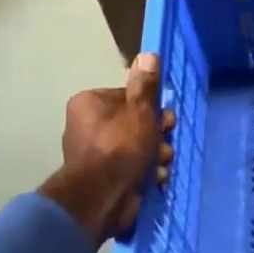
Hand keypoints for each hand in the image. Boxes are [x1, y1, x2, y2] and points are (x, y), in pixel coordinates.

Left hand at [38, 53, 175, 246]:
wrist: (102, 198)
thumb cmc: (121, 146)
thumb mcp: (140, 110)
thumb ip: (146, 85)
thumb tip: (148, 54)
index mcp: (89, 104)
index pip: (127, 97)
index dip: (150, 107)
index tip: (165, 118)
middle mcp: (86, 126)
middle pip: (133, 122)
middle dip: (156, 133)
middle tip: (167, 139)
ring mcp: (93, 154)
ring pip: (135, 146)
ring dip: (155, 154)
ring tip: (162, 162)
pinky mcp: (102, 178)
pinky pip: (130, 167)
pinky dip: (145, 172)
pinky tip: (156, 178)